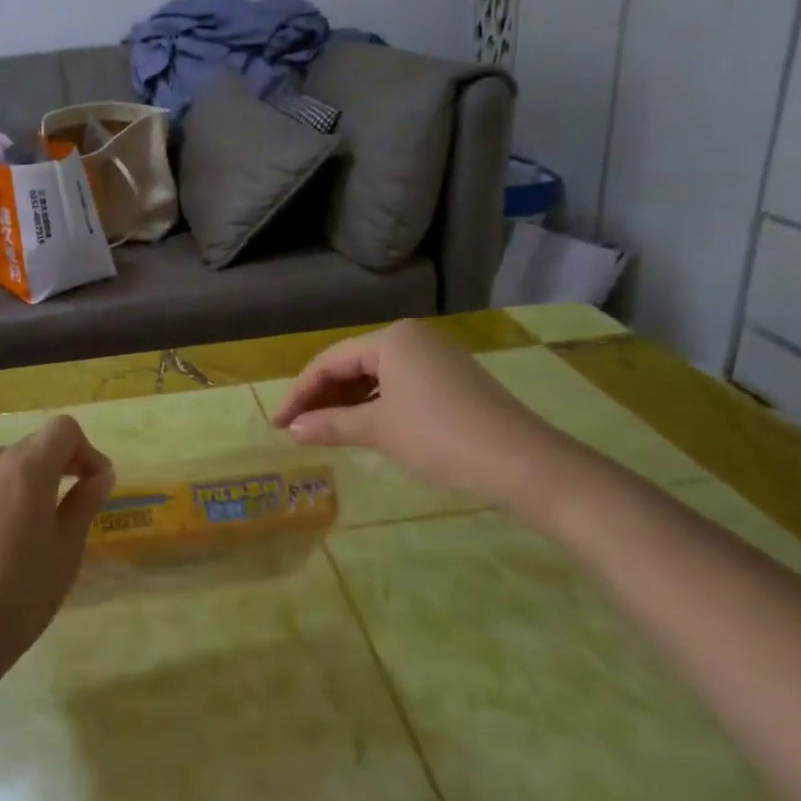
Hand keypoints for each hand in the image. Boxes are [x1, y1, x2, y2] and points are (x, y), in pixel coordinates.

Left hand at [0, 416, 114, 680]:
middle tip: (79, 503)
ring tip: (43, 518)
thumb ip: (85, 502)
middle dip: (64, 462)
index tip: (98, 486)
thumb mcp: (66, 549)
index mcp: (25, 469)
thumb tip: (100, 474)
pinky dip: (8, 489)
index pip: (63, 430)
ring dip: (34, 475)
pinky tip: (9, 532)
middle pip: (36, 442)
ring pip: (9, 460)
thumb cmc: (19, 594)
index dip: (88, 451)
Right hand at [272, 320, 569, 507]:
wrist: (521, 461)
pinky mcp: (454, 379)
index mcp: (391, 339)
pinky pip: (400, 385)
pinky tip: (365, 426)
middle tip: (299, 429)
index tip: (279, 424)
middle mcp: (413, 338)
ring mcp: (437, 357)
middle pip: (353, 364)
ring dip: (348, 402)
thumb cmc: (439, 437)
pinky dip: (376, 404)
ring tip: (326, 431)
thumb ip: (331, 425)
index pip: (330, 361)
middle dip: (323, 397)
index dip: (300, 393)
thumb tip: (292, 429)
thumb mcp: (378, 430)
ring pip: (377, 376)